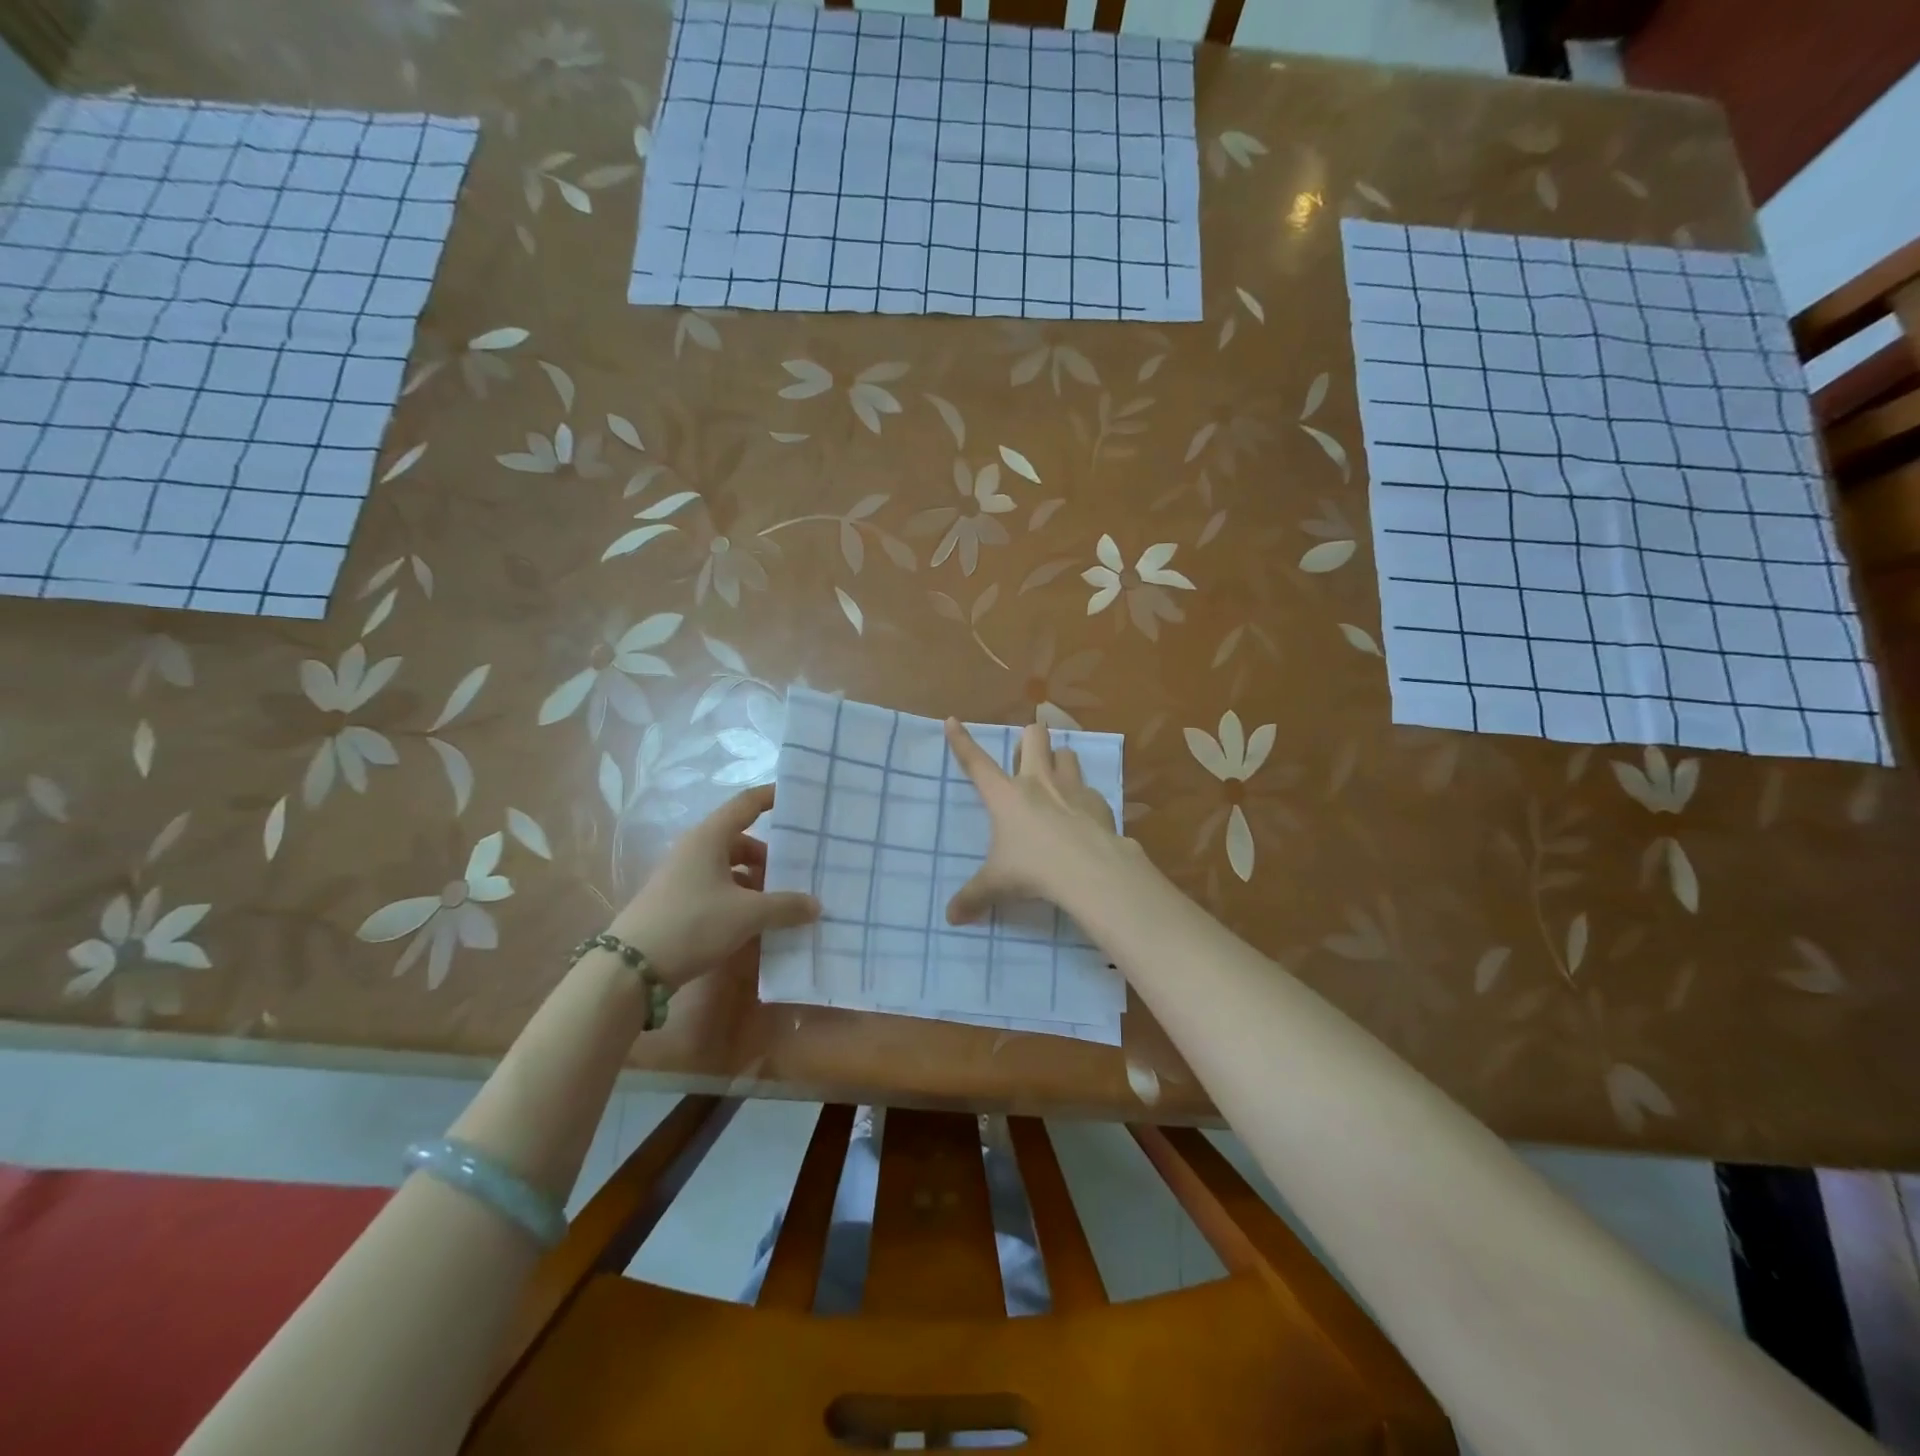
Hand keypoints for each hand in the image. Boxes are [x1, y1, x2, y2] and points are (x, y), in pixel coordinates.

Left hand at [608, 785, 819, 989]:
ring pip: (729, 867)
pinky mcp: (677, 902)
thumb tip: (816, 904)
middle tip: (799, 870)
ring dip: (755, 881)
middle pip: (740, 840)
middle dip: (770, 855)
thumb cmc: (693, 924)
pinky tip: (754, 921)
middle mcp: (695, 849)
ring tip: (780, 903)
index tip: (797, 797)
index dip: (771, 797)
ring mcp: (683, 876)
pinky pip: (717, 888)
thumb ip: (786, 906)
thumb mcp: (747, 915)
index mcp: (710, 838)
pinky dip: (739, 898)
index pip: (746, 804)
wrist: (630, 968)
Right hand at [943, 719, 1130, 924]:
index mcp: (1005, 795)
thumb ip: (973, 898)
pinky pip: (1088, 787)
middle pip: (1033, 737)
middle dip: (1030, 737)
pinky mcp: (1098, 801)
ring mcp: (1071, 787)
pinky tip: (1082, 815)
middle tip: (1026, 755)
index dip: (961, 741)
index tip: (952, 721)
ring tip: (1056, 777)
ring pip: (1066, 753)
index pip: (976, 762)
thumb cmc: (1033, 870)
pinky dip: (1083, 796)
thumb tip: (951, 918)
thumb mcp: (997, 885)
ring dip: (1059, 760)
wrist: (1089, 870)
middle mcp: (1038, 781)